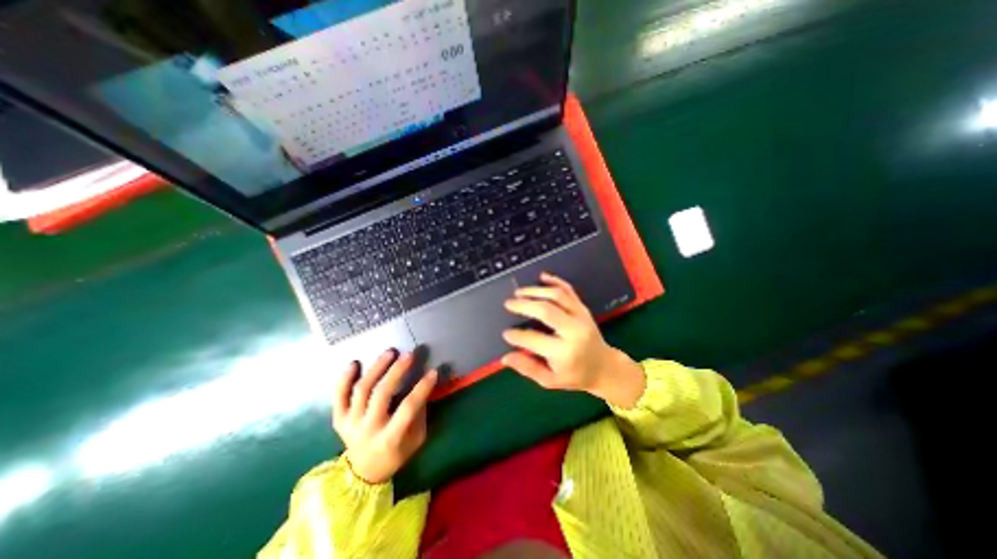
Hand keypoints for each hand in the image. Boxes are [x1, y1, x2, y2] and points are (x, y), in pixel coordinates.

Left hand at [331, 352, 437, 482]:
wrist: (364, 472)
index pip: (408, 408)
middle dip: (397, 372)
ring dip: (376, 368)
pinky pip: (338, 397)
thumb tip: (423, 385)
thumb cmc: (397, 453)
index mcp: (390, 438)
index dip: (422, 388)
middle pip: (381, 394)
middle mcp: (368, 429)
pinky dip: (344, 379)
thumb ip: (420, 413)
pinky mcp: (338, 420)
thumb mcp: (416, 439)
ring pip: (361, 390)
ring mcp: (350, 424)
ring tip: (390, 352)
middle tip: (409, 355)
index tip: (433, 372)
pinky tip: (355, 363)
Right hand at [503, 272, 641, 407]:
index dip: (517, 335)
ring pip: (557, 296)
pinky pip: (569, 290)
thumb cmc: (575, 375)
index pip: (534, 339)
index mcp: (564, 352)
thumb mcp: (550, 380)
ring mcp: (581, 316)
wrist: (604, 366)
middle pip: (546, 310)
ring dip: (536, 291)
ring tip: (519, 292)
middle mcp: (574, 331)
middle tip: (509, 303)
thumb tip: (505, 358)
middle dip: (524, 304)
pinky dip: (555, 281)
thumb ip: (528, 368)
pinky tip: (542, 277)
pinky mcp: (583, 308)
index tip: (506, 333)